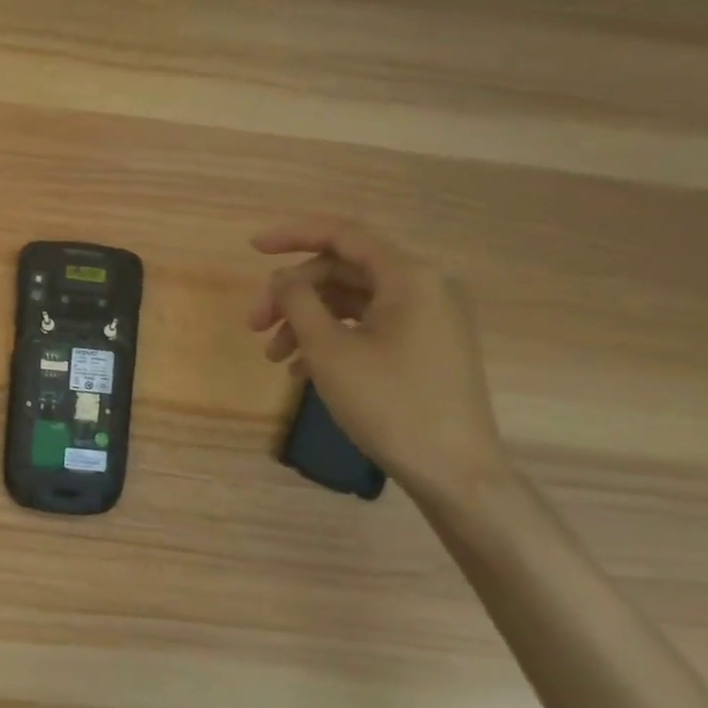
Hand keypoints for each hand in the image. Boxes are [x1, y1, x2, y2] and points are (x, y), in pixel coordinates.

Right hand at [250, 217, 510, 504]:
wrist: (455, 471)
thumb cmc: (389, 403)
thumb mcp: (329, 349)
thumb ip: (297, 301)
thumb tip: (282, 278)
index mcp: (409, 277)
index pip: (342, 235)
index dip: (292, 235)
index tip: (252, 248)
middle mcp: (424, 287)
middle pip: (341, 271)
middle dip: (292, 294)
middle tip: (254, 324)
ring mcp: (427, 318)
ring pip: (350, 300)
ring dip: (305, 320)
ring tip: (273, 355)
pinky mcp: (424, 345)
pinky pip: (367, 324)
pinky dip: (330, 337)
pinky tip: (300, 369)